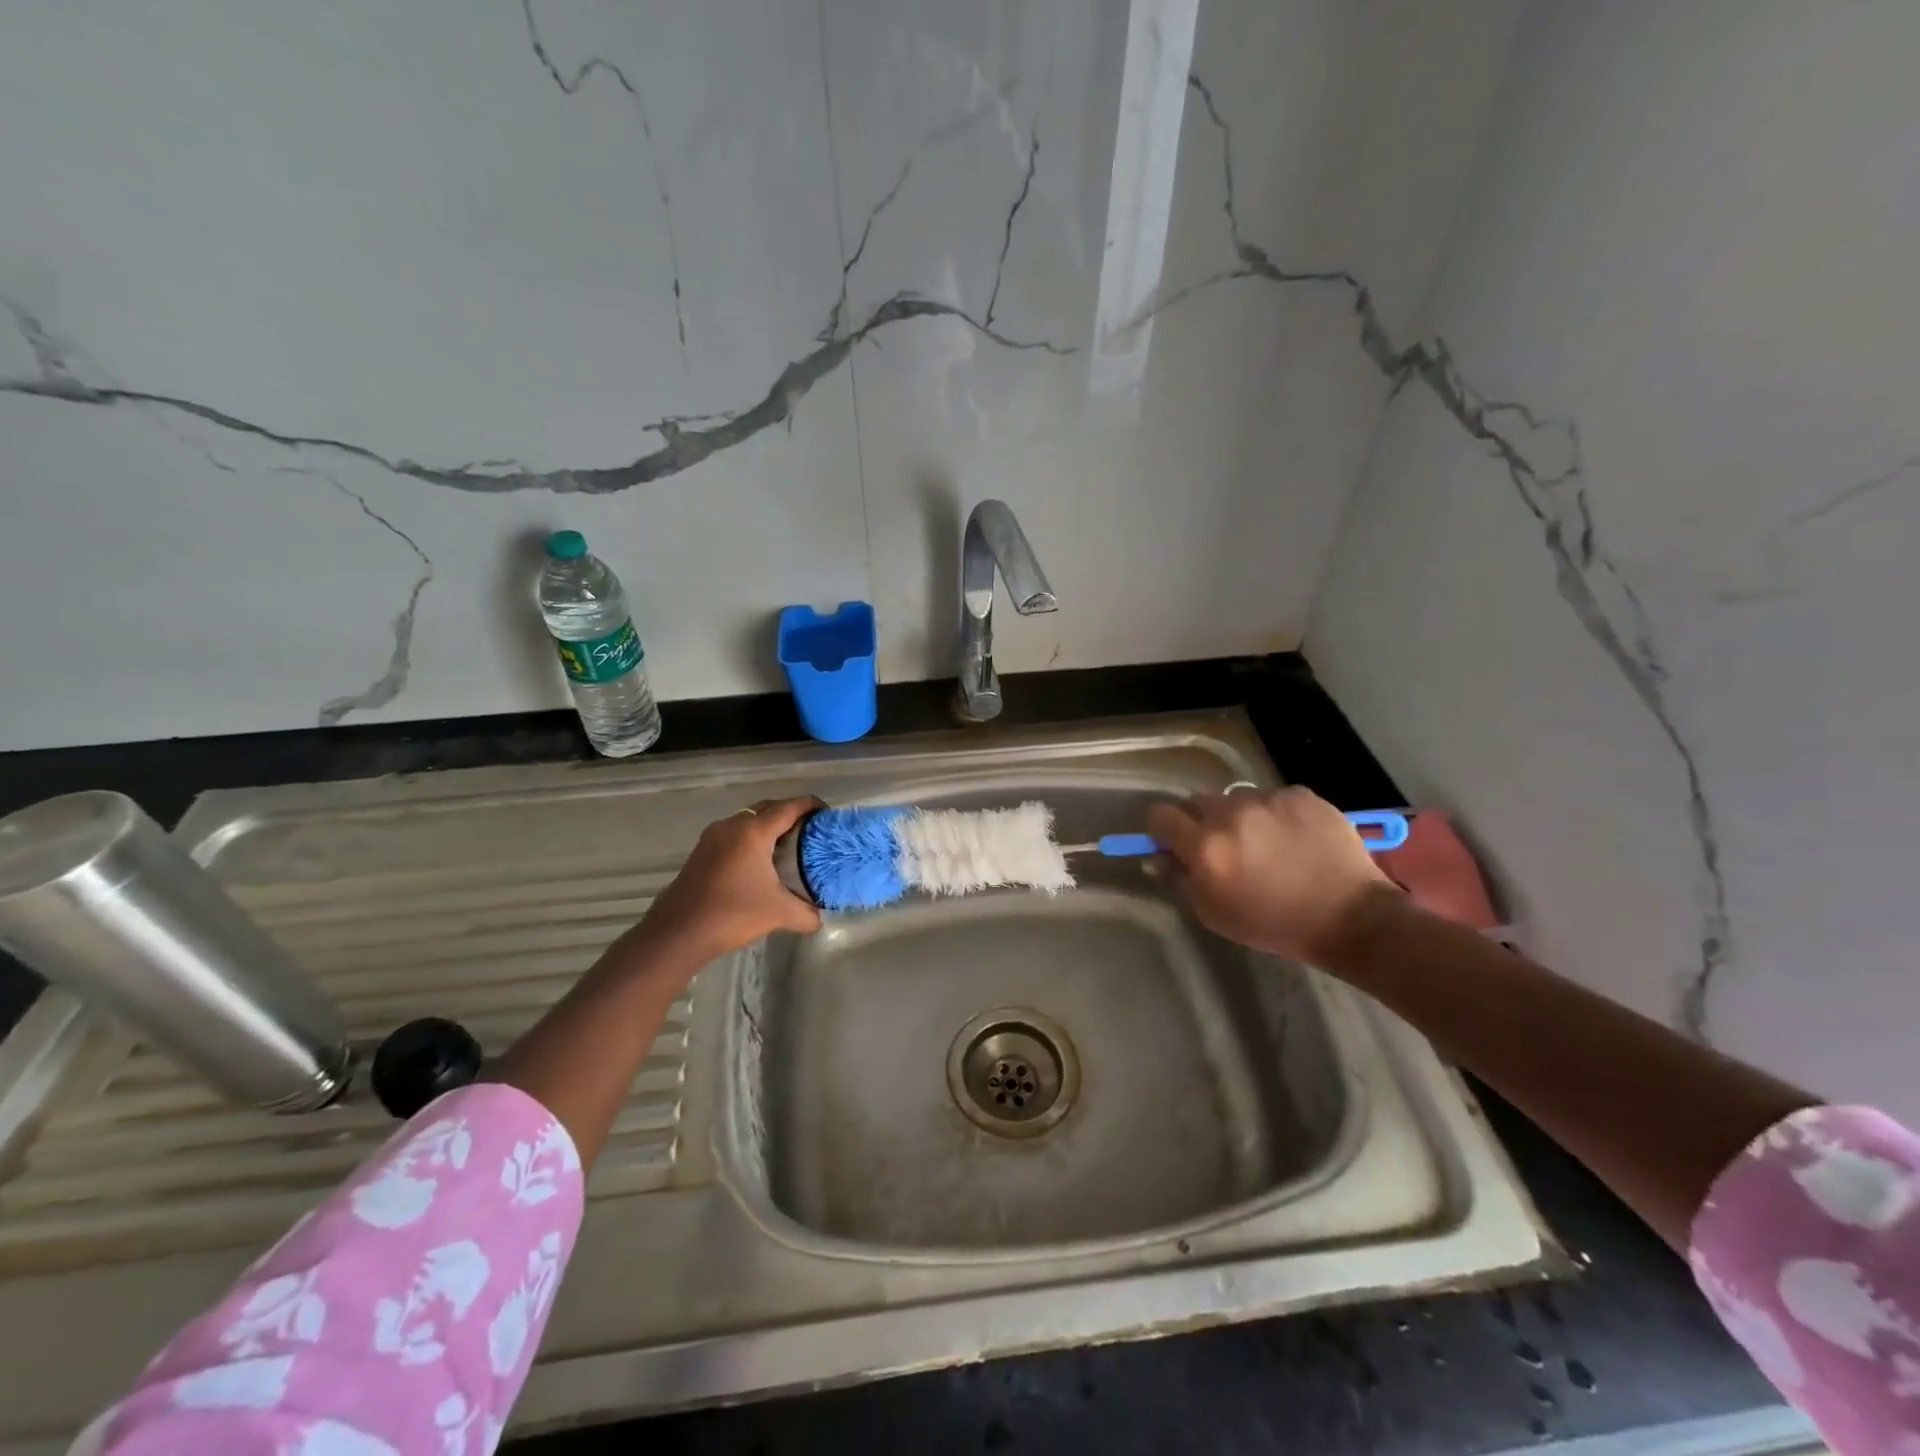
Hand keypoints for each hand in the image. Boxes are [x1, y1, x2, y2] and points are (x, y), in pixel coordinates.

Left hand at [639, 797, 823, 961]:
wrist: (678, 933)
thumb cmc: (733, 914)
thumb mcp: (779, 914)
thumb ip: (807, 914)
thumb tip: (822, 918)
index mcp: (754, 831)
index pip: (790, 806)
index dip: (812, 806)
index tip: (829, 816)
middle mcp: (733, 825)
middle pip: (769, 807)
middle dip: (792, 813)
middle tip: (812, 831)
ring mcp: (714, 835)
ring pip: (749, 819)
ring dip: (769, 825)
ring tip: (790, 844)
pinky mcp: (702, 849)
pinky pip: (735, 832)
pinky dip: (752, 837)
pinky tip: (761, 860)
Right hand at [1145, 788, 1398, 963]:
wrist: (1350, 917)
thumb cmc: (1274, 924)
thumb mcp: (1215, 914)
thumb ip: (1181, 879)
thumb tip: (1157, 857)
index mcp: (1205, 845)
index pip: (1159, 815)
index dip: (1162, 829)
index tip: (1172, 842)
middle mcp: (1231, 813)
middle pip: (1197, 802)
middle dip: (1201, 821)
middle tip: (1222, 847)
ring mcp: (1268, 799)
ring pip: (1236, 799)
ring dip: (1239, 817)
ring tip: (1265, 844)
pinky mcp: (1300, 795)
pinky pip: (1273, 798)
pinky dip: (1275, 815)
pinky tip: (1294, 839)